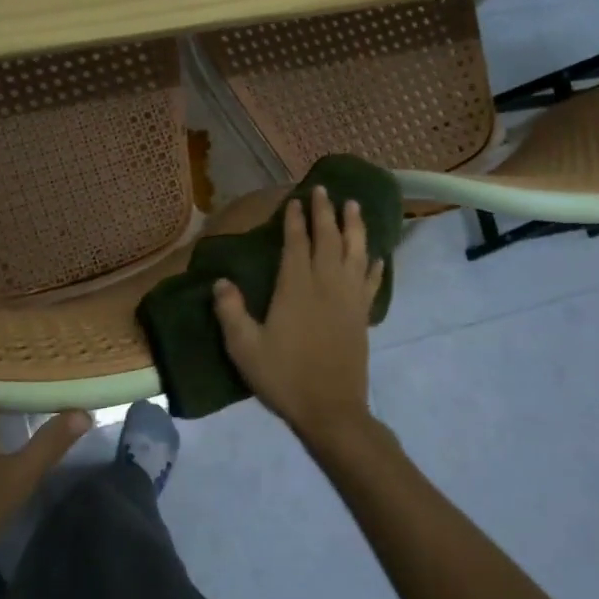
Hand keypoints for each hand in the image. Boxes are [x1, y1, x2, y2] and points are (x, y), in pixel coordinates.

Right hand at [212, 185, 383, 445]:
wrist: (330, 409)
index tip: (296, 199)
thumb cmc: (284, 377)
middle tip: (324, 189)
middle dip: (325, 212)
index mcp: (296, 288)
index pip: (297, 244)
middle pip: (328, 239)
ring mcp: (349, 299)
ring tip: (354, 205)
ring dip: (355, 227)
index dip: (296, 220)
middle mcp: (327, 284)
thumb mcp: (245, 348)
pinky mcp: (363, 316)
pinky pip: (372, 283)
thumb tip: (221, 281)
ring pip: (356, 253)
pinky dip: (375, 266)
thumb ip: (230, 312)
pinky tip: (377, 256)